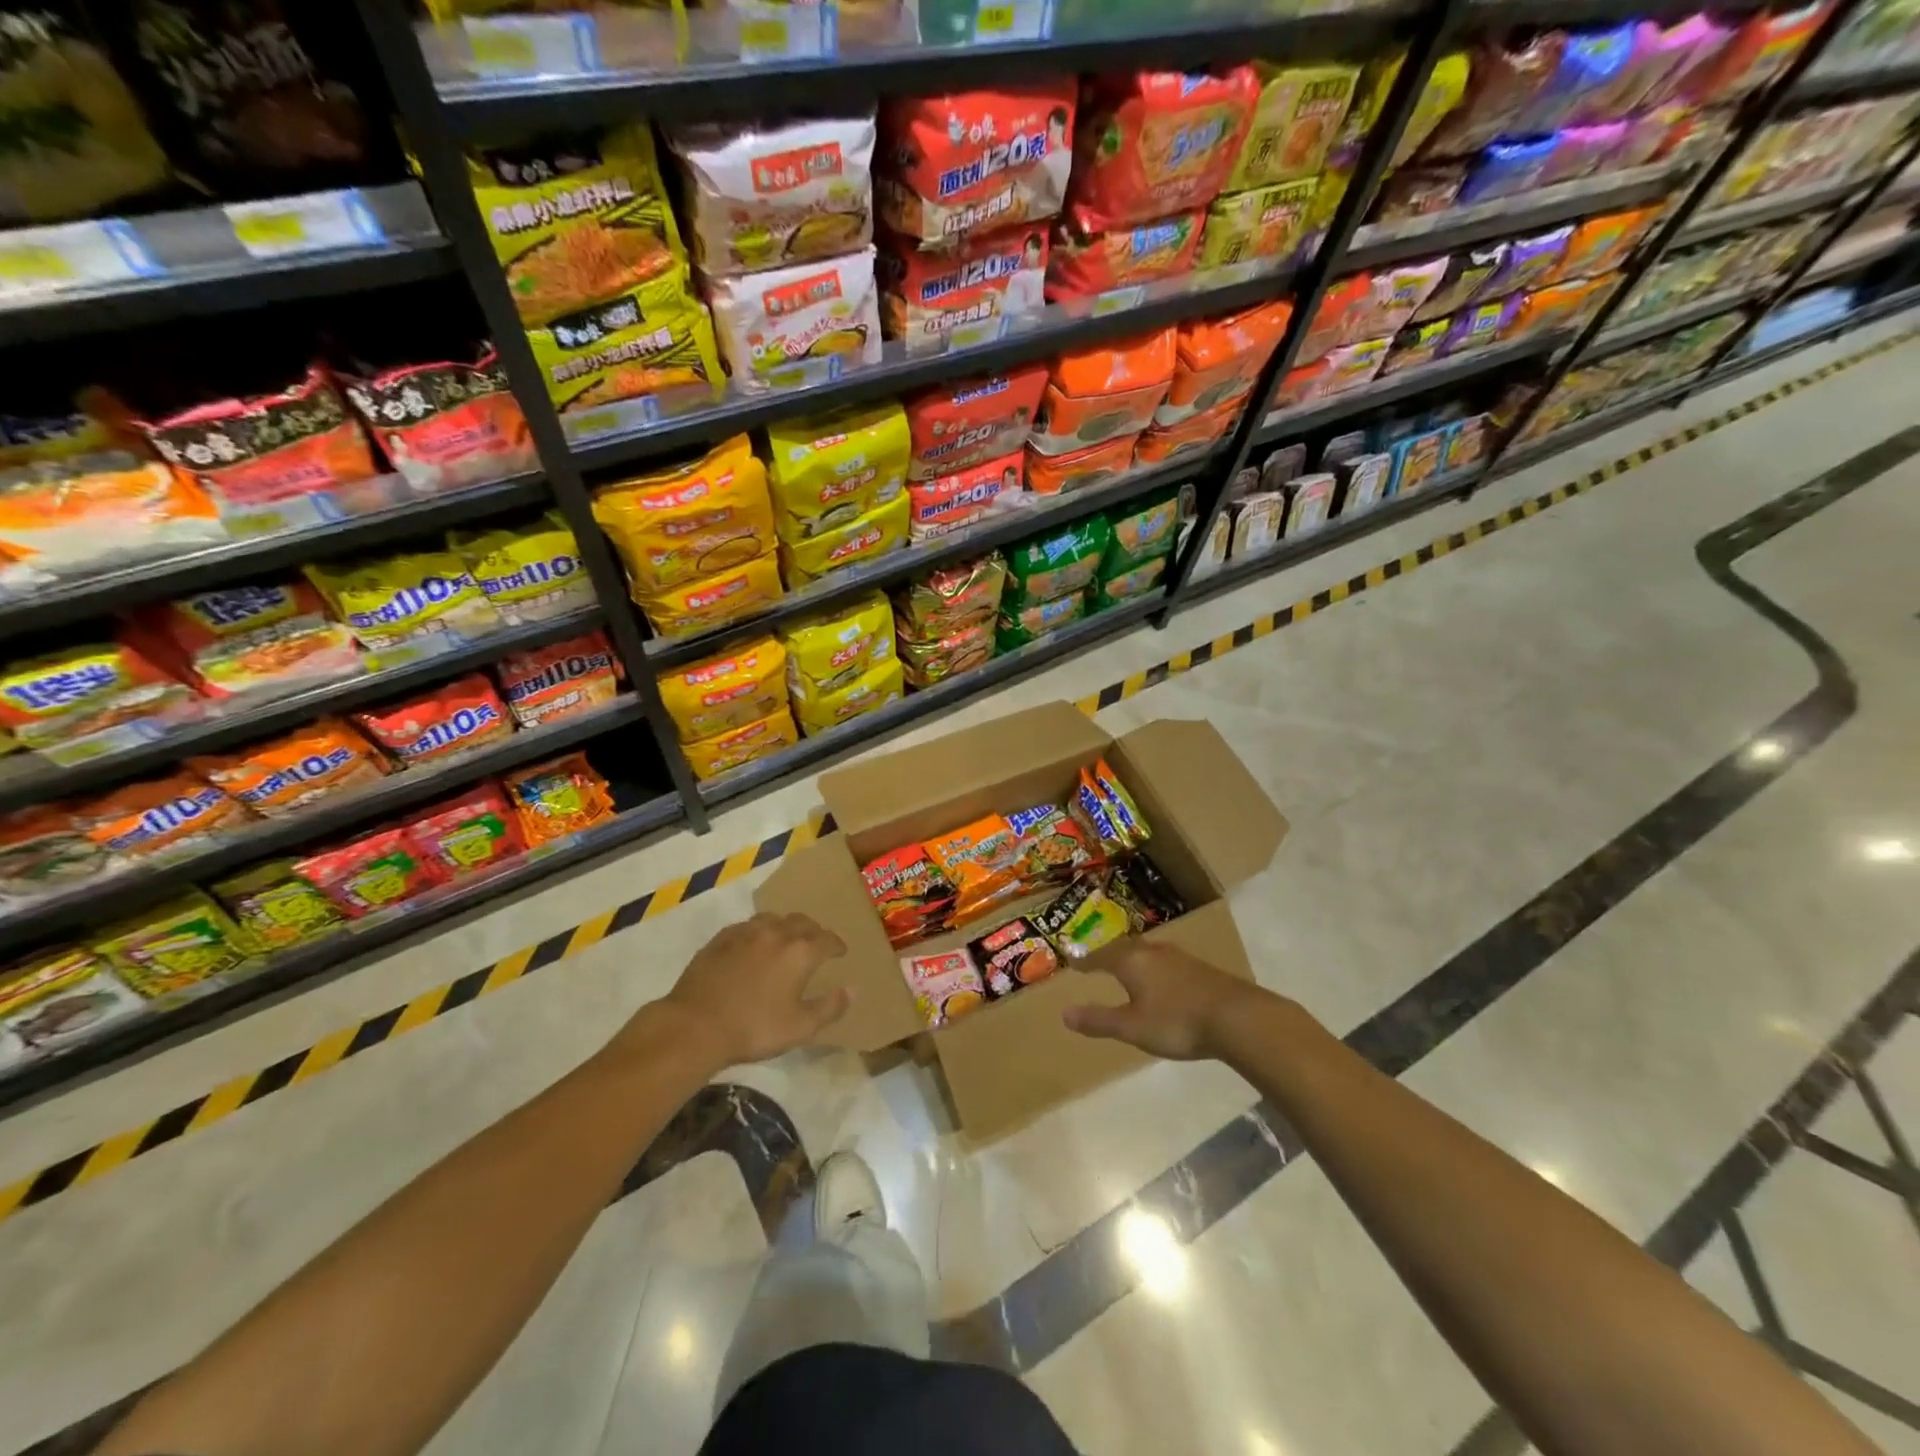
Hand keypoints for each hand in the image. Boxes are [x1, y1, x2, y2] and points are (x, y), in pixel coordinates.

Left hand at [657, 913, 849, 1067]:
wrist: (695, 1026)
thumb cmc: (754, 1028)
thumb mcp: (800, 1027)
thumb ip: (830, 1007)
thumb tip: (852, 989)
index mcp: (800, 952)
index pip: (827, 939)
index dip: (837, 944)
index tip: (841, 951)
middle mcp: (776, 933)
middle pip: (802, 922)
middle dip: (814, 930)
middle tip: (817, 942)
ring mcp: (746, 933)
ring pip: (773, 919)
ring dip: (785, 926)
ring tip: (786, 939)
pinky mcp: (721, 939)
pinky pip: (747, 926)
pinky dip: (758, 932)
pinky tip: (754, 944)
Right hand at [1060, 940, 1263, 1060]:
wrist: (1237, 1017)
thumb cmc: (1177, 1022)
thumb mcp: (1132, 1027)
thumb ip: (1099, 1020)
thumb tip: (1064, 1014)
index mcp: (1132, 962)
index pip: (1101, 956)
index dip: (1086, 960)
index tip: (1074, 961)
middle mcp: (1153, 952)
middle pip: (1125, 949)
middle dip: (1110, 955)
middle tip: (1098, 960)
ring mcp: (1180, 958)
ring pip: (1148, 953)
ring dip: (1134, 959)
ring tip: (1127, 966)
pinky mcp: (1201, 969)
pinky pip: (1167, 962)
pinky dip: (1155, 968)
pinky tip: (1162, 979)